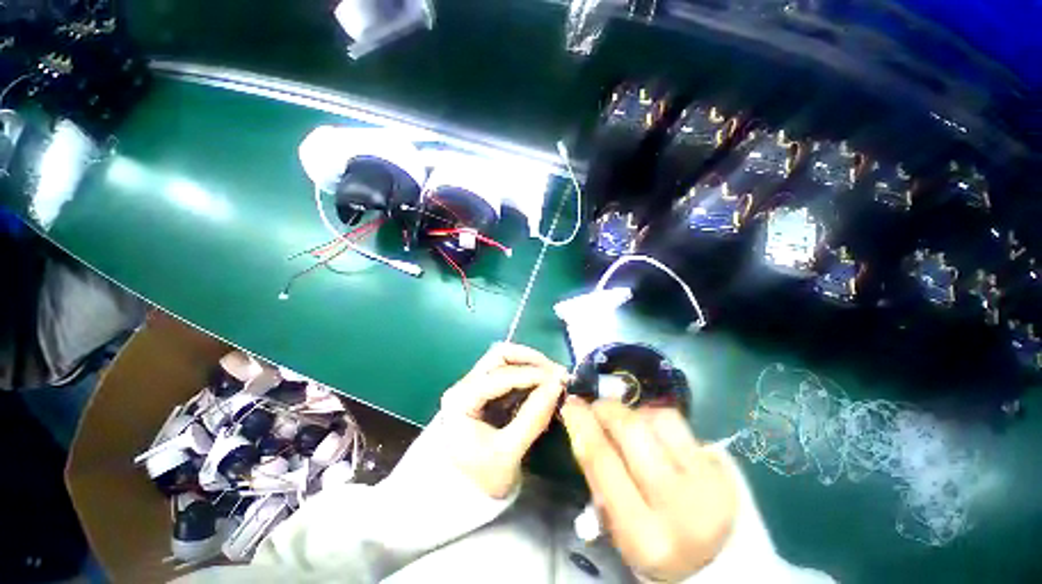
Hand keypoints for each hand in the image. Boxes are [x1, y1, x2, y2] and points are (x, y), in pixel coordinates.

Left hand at [439, 343, 568, 498]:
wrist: (463, 496)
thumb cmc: (479, 479)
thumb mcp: (508, 453)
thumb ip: (533, 418)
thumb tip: (558, 386)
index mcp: (461, 399)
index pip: (500, 375)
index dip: (532, 374)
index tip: (560, 379)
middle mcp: (465, 385)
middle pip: (500, 356)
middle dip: (531, 360)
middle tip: (557, 373)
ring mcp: (475, 385)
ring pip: (505, 361)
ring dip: (531, 364)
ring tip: (554, 377)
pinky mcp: (486, 391)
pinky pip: (509, 373)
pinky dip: (529, 375)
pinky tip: (544, 385)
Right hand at [559, 398, 737, 582]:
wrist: (716, 560)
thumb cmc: (654, 543)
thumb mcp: (617, 524)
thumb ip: (597, 475)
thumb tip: (580, 423)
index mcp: (643, 534)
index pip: (602, 460)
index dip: (582, 424)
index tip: (571, 404)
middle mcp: (679, 506)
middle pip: (632, 430)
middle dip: (607, 409)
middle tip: (596, 406)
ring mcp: (706, 482)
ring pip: (658, 418)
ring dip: (633, 412)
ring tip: (627, 423)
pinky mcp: (721, 467)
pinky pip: (679, 422)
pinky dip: (656, 418)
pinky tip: (652, 431)